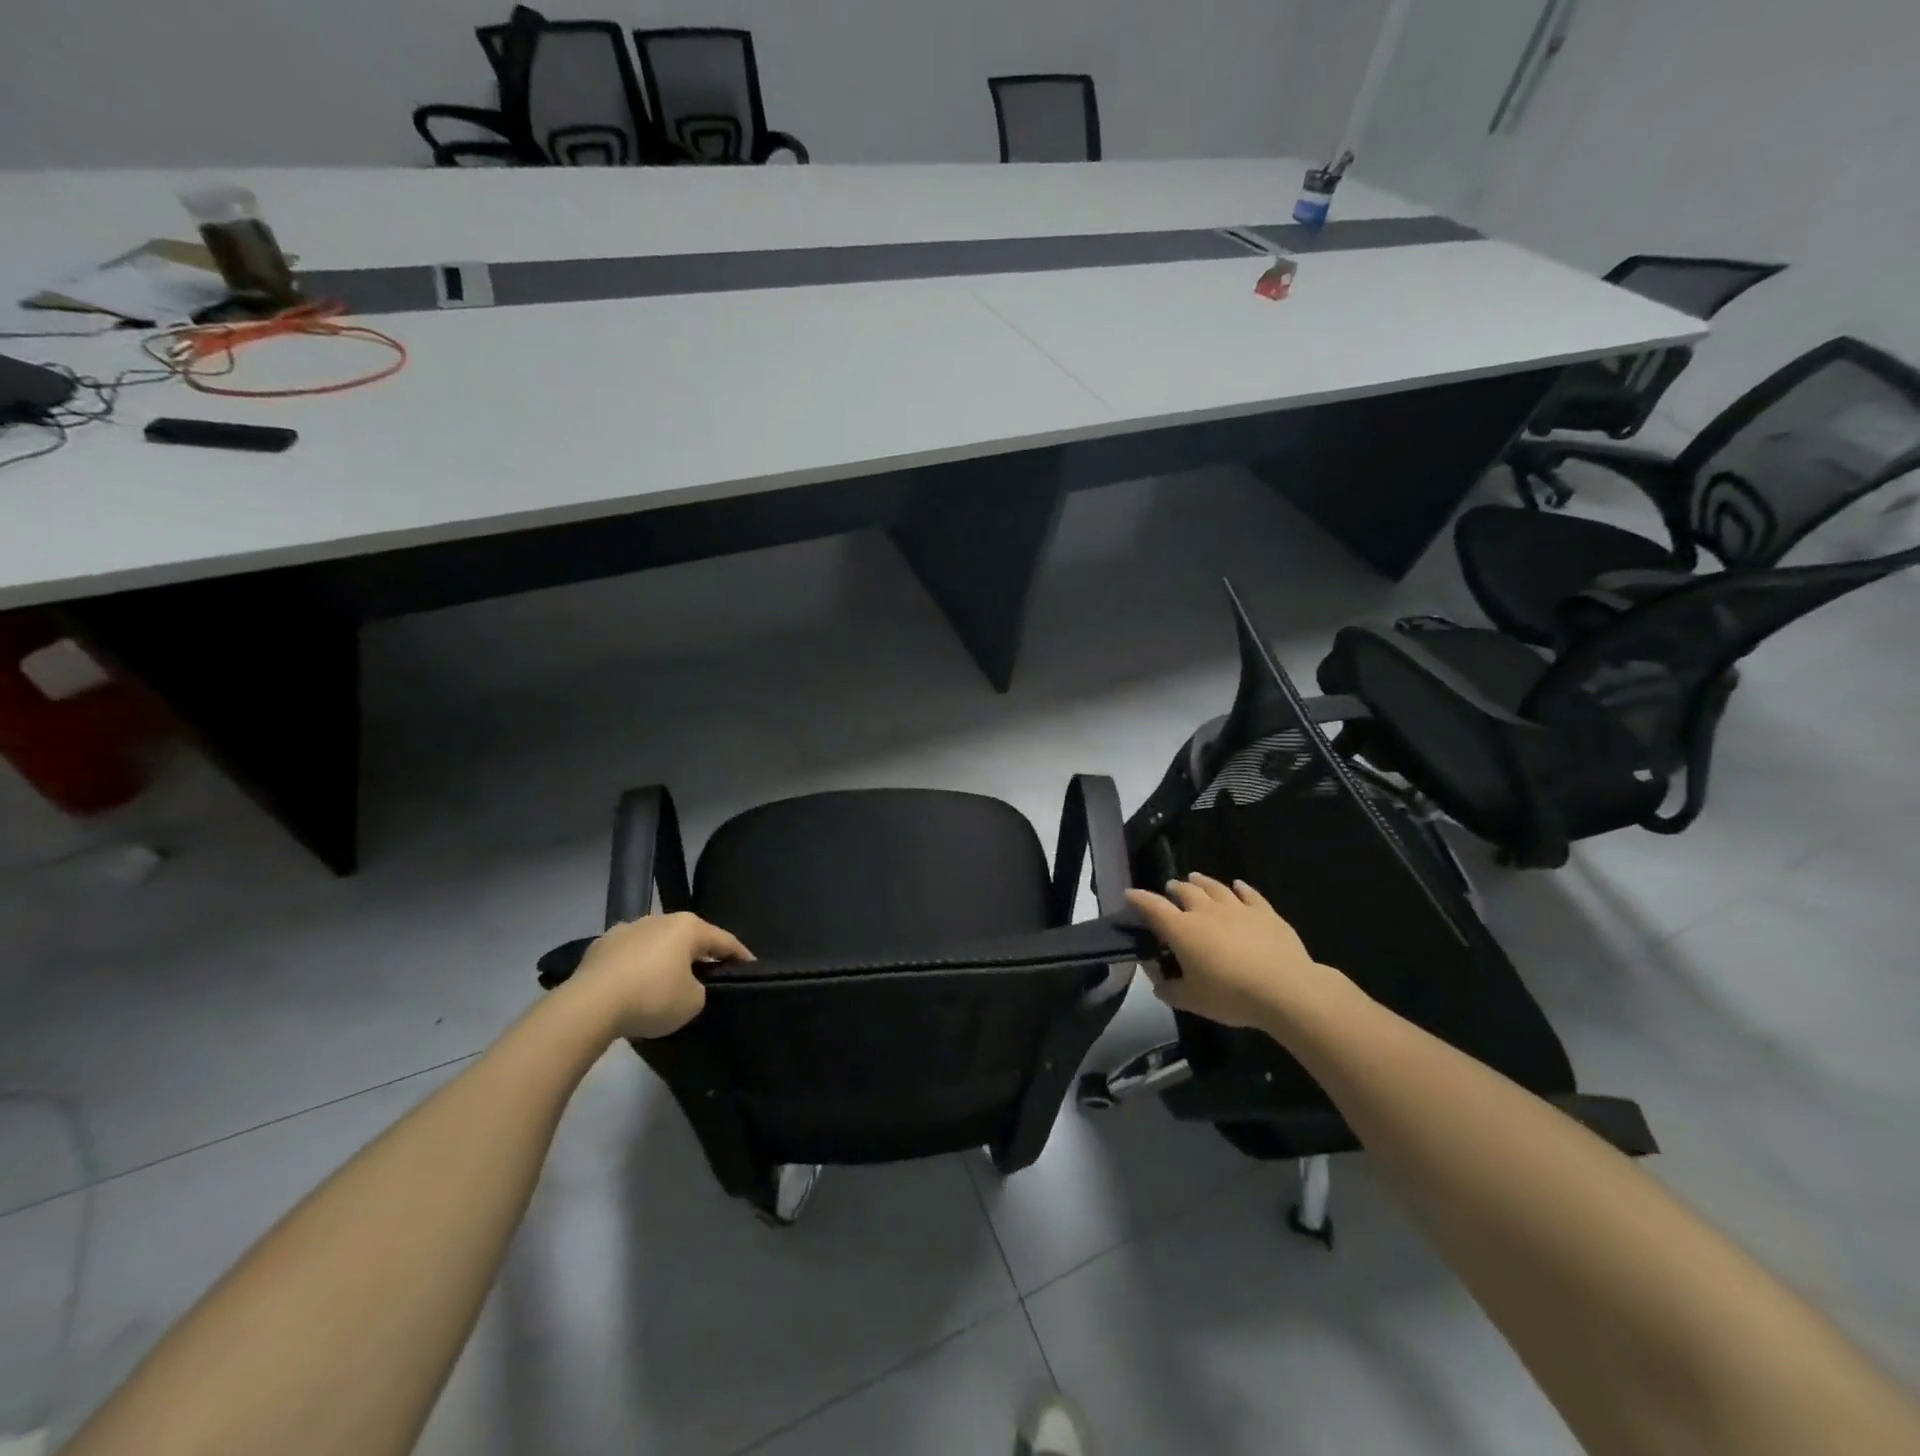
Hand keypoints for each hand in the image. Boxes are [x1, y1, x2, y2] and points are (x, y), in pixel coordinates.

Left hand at [566, 912, 751, 1040]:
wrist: (589, 1006)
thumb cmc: (652, 998)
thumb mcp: (693, 1002)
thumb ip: (700, 989)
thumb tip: (686, 985)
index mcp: (688, 927)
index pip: (724, 940)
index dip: (740, 955)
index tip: (751, 967)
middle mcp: (659, 919)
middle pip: (688, 938)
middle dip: (699, 954)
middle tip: (709, 974)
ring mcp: (626, 929)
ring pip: (656, 943)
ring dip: (664, 959)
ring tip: (667, 981)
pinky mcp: (599, 946)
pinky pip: (628, 956)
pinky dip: (636, 967)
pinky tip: (633, 985)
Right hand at [1124, 874, 1354, 1030]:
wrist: (1285, 989)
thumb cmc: (1231, 995)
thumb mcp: (1192, 1000)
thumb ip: (1171, 990)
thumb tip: (1160, 984)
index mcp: (1183, 930)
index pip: (1154, 908)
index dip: (1139, 899)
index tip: (1129, 893)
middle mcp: (1206, 911)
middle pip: (1185, 891)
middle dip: (1174, 888)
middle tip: (1171, 889)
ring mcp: (1237, 908)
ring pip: (1214, 887)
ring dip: (1201, 881)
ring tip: (1194, 878)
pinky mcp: (1265, 912)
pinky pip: (1249, 894)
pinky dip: (1240, 888)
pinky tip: (1237, 885)